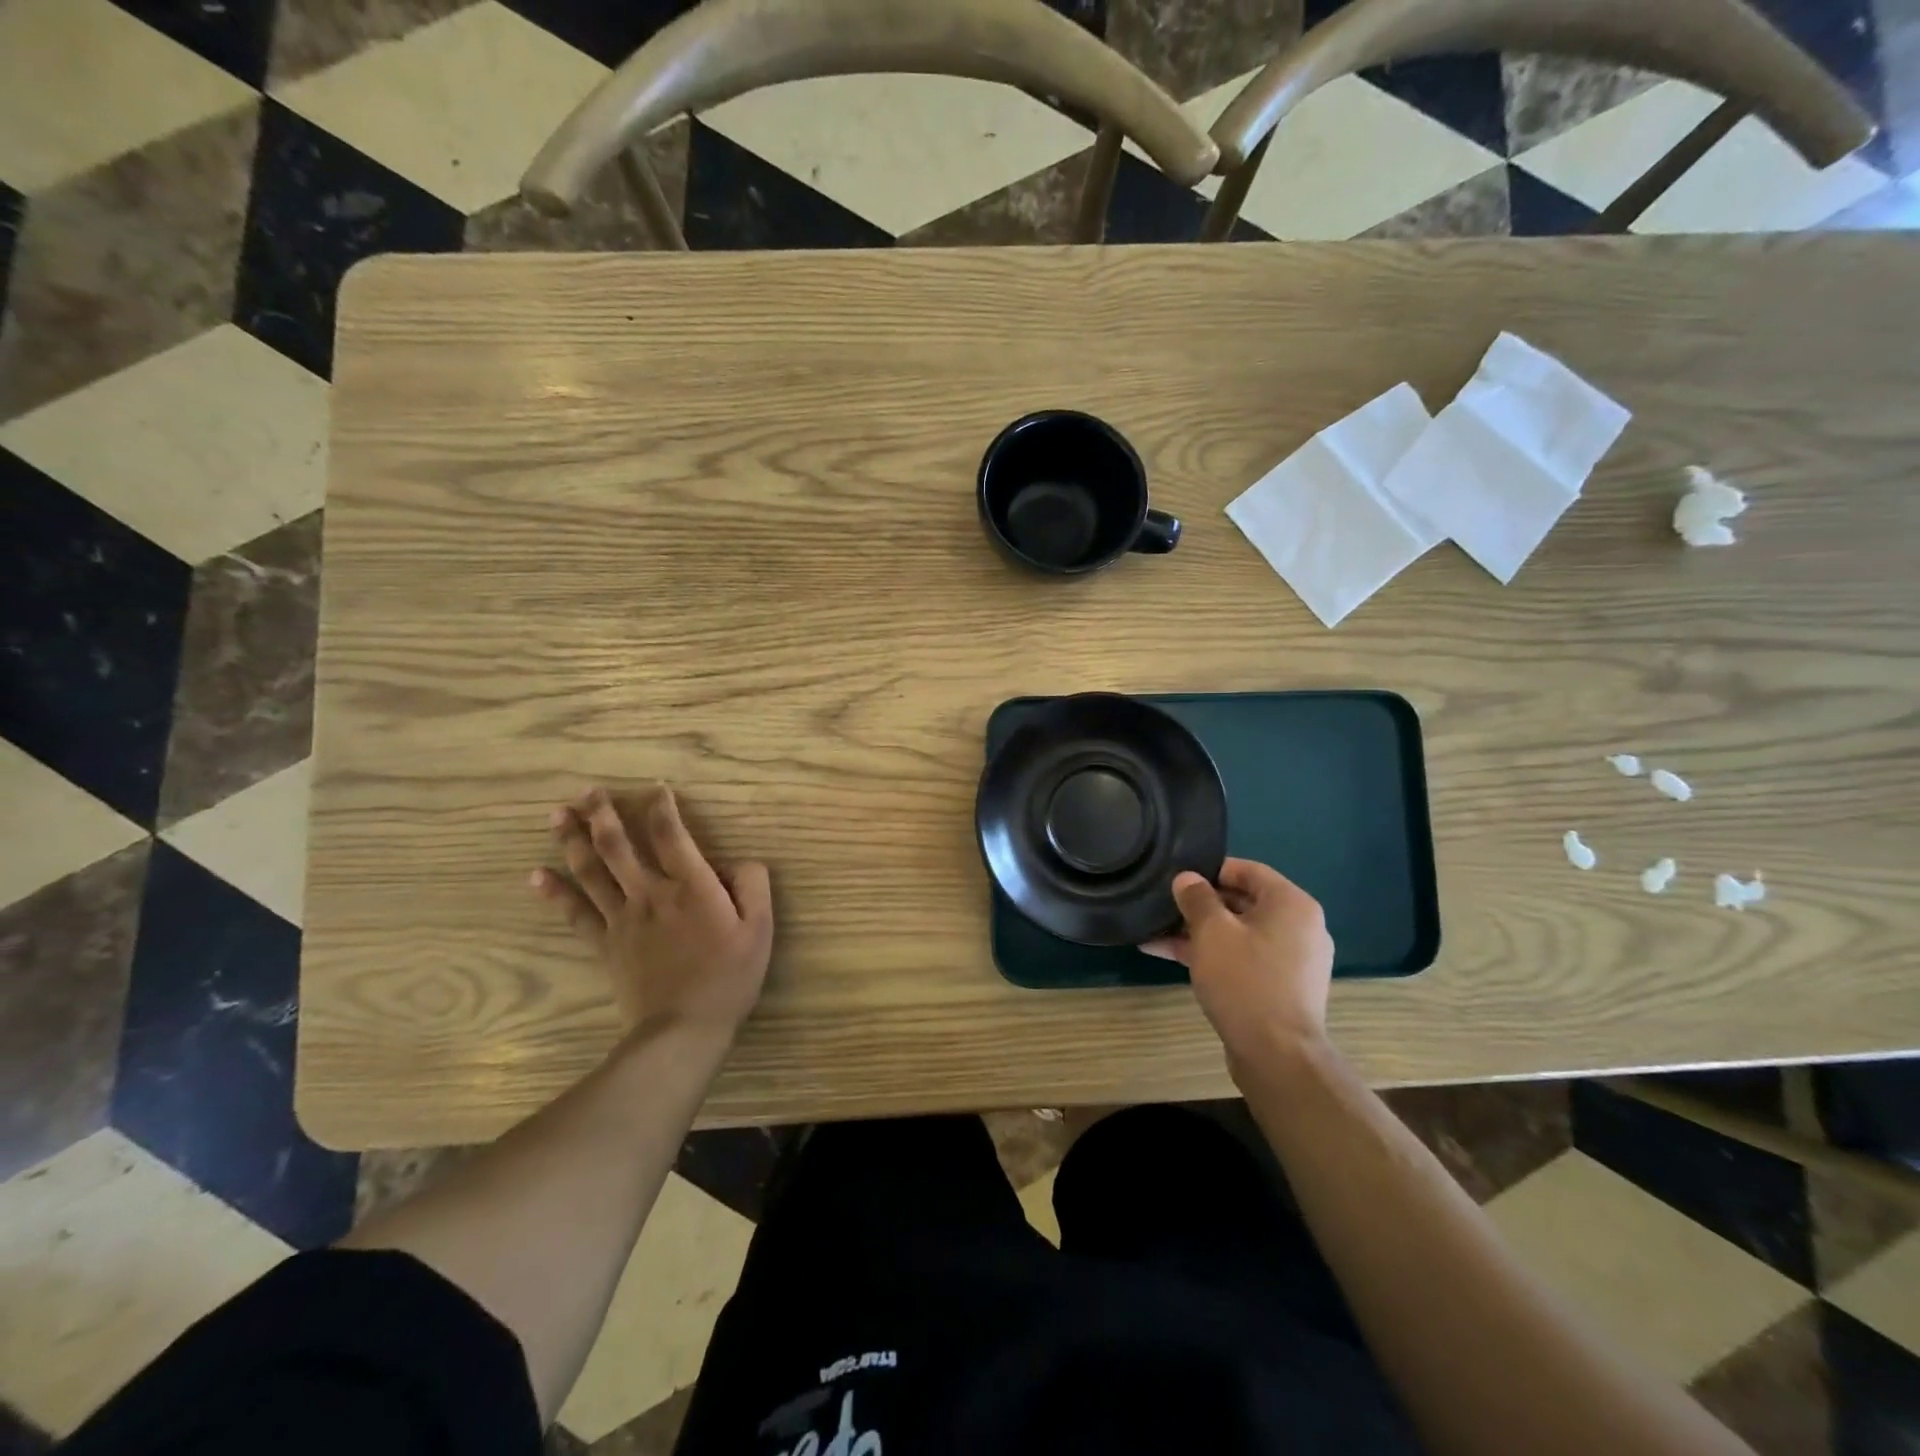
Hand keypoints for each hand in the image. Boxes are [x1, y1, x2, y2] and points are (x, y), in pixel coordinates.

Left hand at [531, 786, 772, 1041]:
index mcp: (690, 886)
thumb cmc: (728, 976)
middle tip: (589, 790)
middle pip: (618, 846)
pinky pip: (575, 913)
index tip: (655, 789)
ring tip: (557, 814)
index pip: (670, 834)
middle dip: (602, 814)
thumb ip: (752, 884)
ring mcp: (622, 918)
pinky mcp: (605, 944)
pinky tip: (535, 875)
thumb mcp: (760, 928)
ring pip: (591, 871)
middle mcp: (650, 893)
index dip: (661, 807)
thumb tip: (738, 861)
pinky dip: (554, 893)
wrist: (683, 1028)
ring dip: (573, 840)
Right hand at [1143, 859, 1332, 1069]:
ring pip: (1238, 933)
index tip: (1177, 877)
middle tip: (1162, 905)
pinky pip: (1242, 959)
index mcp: (1292, 904)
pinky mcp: (1280, 987)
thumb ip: (1196, 898)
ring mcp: (1291, 961)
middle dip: (1199, 905)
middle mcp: (1299, 927)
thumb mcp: (1212, 932)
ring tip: (1154, 933)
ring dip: (1198, 933)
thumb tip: (1186, 879)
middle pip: (1242, 902)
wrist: (1277, 1056)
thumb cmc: (1245, 981)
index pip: (1248, 870)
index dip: (1210, 869)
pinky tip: (1170, 957)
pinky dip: (1212, 955)